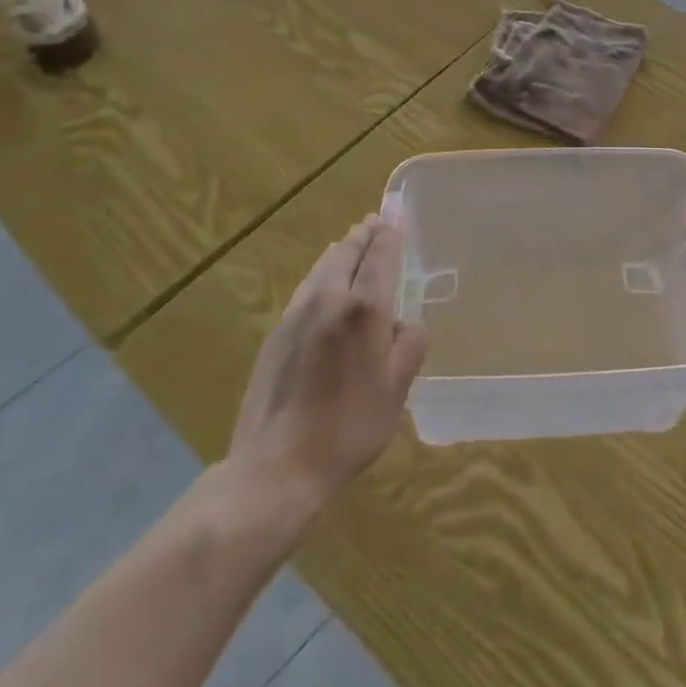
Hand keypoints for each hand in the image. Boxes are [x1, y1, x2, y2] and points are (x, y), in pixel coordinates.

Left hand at [227, 215, 427, 505]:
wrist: (276, 467)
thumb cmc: (348, 428)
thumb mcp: (397, 390)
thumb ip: (409, 346)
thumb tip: (405, 324)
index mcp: (365, 308)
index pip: (381, 256)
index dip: (390, 235)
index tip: (396, 218)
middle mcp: (330, 299)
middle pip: (347, 252)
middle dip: (364, 235)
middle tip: (375, 222)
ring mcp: (297, 314)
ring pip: (322, 267)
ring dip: (340, 250)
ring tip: (350, 243)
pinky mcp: (276, 334)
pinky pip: (305, 289)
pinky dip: (321, 274)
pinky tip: (322, 284)